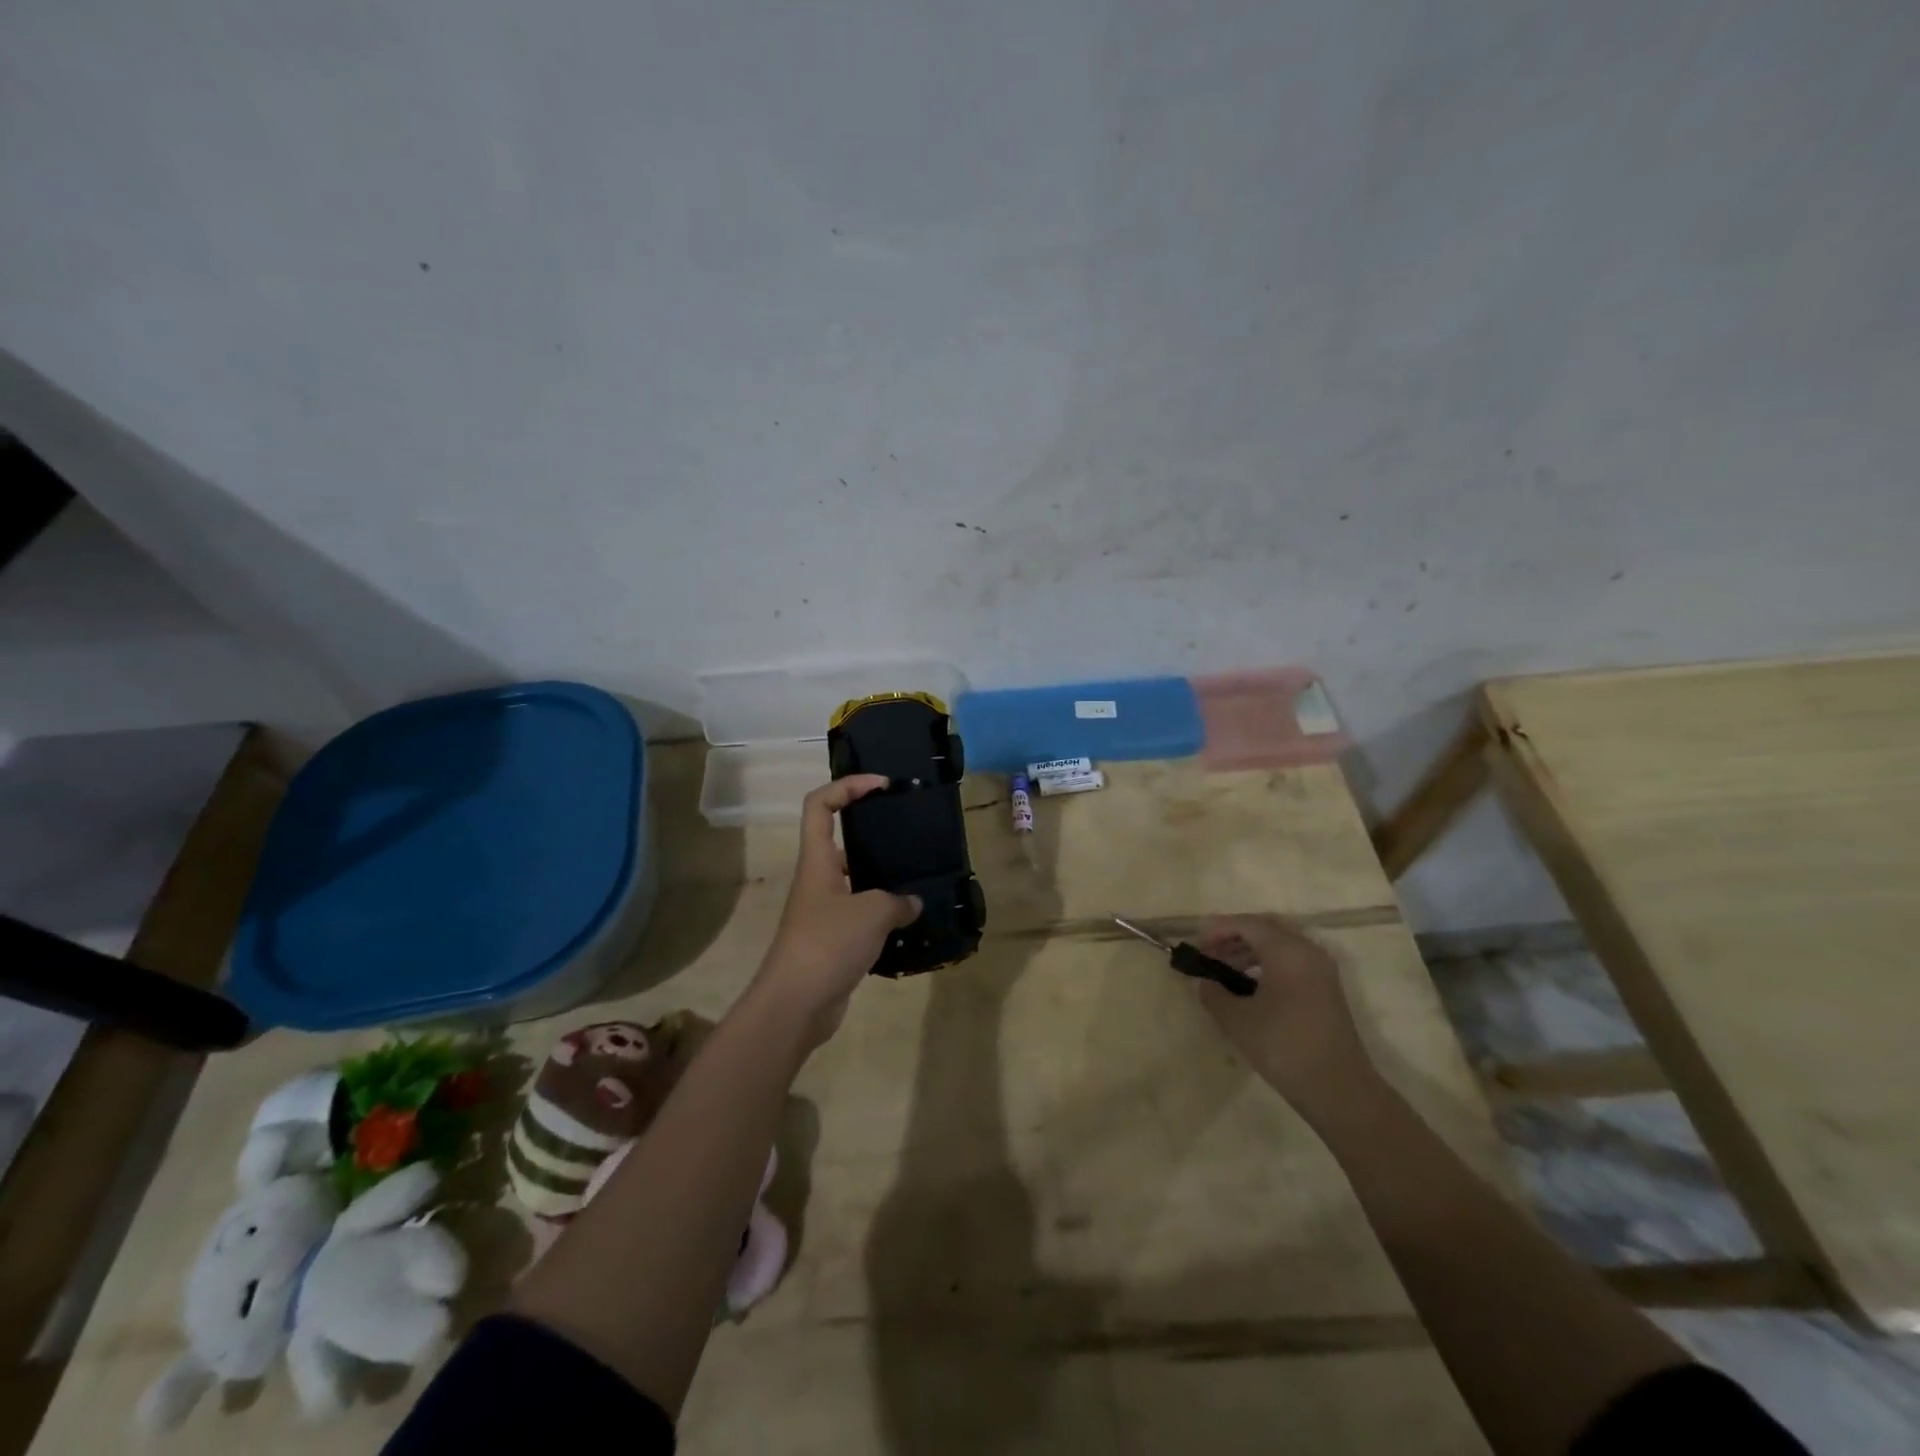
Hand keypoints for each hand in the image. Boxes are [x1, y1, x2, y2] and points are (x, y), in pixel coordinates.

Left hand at [753, 775, 921, 1046]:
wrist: (796, 1005)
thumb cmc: (827, 944)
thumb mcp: (872, 913)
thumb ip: (897, 901)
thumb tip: (911, 903)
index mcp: (817, 861)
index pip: (820, 804)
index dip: (847, 786)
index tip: (881, 785)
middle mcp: (818, 880)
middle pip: (839, 839)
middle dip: (871, 830)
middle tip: (908, 831)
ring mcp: (824, 911)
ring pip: (855, 879)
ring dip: (883, 876)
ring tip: (918, 875)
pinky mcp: (834, 940)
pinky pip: (862, 914)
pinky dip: (884, 914)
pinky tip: (911, 920)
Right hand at [1195, 915, 1376, 1118]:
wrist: (1339, 1090)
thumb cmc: (1284, 1047)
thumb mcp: (1237, 1020)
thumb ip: (1214, 993)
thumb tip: (1205, 981)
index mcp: (1287, 951)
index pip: (1247, 924)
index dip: (1217, 929)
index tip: (1196, 945)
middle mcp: (1308, 951)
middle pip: (1266, 927)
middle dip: (1235, 935)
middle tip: (1210, 952)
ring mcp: (1321, 970)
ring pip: (1280, 944)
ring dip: (1250, 950)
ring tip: (1225, 970)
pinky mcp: (1327, 989)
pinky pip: (1292, 960)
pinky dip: (1267, 963)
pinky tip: (1250, 986)